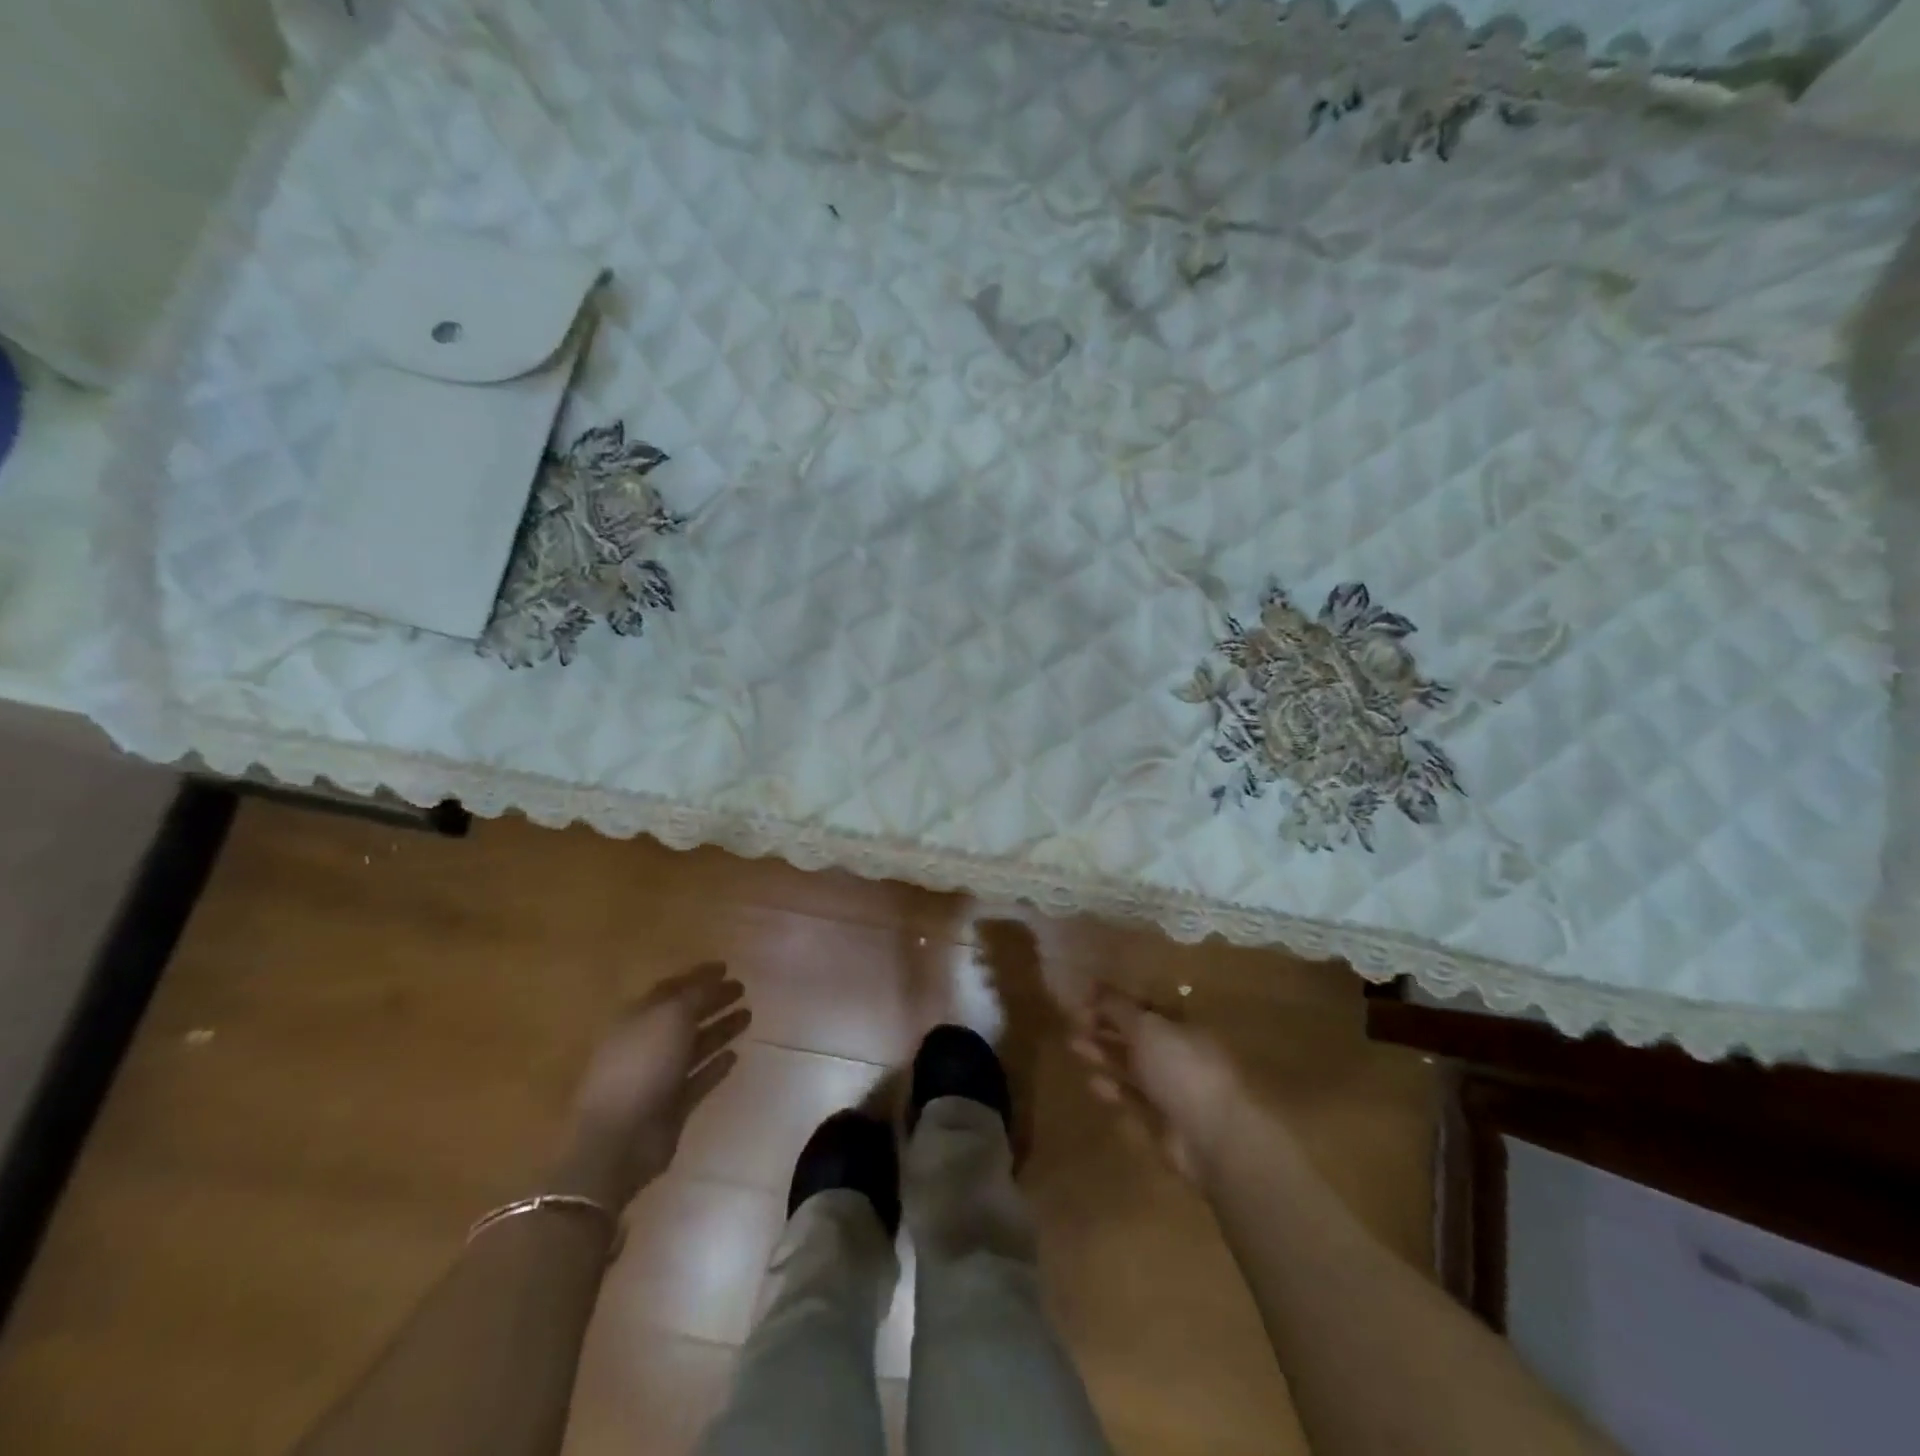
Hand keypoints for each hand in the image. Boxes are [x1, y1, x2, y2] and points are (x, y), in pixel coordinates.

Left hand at [551, 963, 749, 1208]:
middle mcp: (646, 1043)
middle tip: (742, 989)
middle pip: (684, 1016)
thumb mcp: (671, 1016)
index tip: (726, 967)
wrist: (619, 1139)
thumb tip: (714, 980)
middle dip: (712, 1001)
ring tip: (748, 1016)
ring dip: (720, 1030)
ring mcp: (658, 1076)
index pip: (671, 988)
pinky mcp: (672, 1106)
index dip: (698, 976)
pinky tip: (735, 1055)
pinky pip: (698, 1079)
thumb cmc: (642, 1066)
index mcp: (637, 1017)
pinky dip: (715, 1067)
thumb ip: (695, 995)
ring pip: (694, 1046)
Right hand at [1068, 984, 1251, 1181]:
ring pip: (1132, 1066)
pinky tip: (1092, 1082)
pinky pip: (1133, 1099)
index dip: (1116, 1001)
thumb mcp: (1146, 1027)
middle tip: (1074, 1021)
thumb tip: (1092, 984)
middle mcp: (1178, 1054)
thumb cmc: (1182, 1068)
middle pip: (1137, 1036)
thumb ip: (1117, 1007)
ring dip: (1104, 1054)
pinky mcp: (1163, 1122)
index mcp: (1182, 1026)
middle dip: (1106, 1027)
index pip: (1145, 1007)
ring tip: (1073, 1045)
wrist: (1214, 1135)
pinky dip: (1113, 1089)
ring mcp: (1172, 1089)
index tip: (1085, 996)